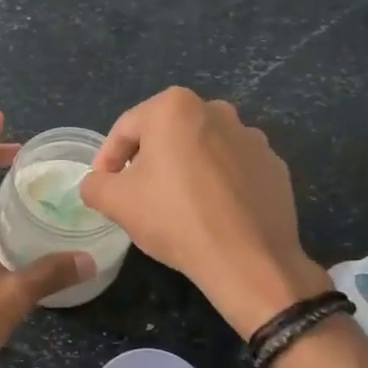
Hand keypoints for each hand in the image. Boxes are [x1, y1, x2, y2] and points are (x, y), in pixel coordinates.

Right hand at [79, 88, 329, 336]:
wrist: (248, 259)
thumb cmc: (175, 218)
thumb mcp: (115, 202)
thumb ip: (94, 184)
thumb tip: (97, 183)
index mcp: (175, 107)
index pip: (126, 129)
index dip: (108, 158)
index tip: (103, 186)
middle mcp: (217, 110)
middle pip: (166, 135)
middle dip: (147, 161)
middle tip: (136, 195)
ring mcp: (251, 137)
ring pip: (201, 149)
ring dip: (184, 170)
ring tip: (175, 206)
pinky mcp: (273, 166)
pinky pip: (232, 169)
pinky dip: (217, 183)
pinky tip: (210, 213)